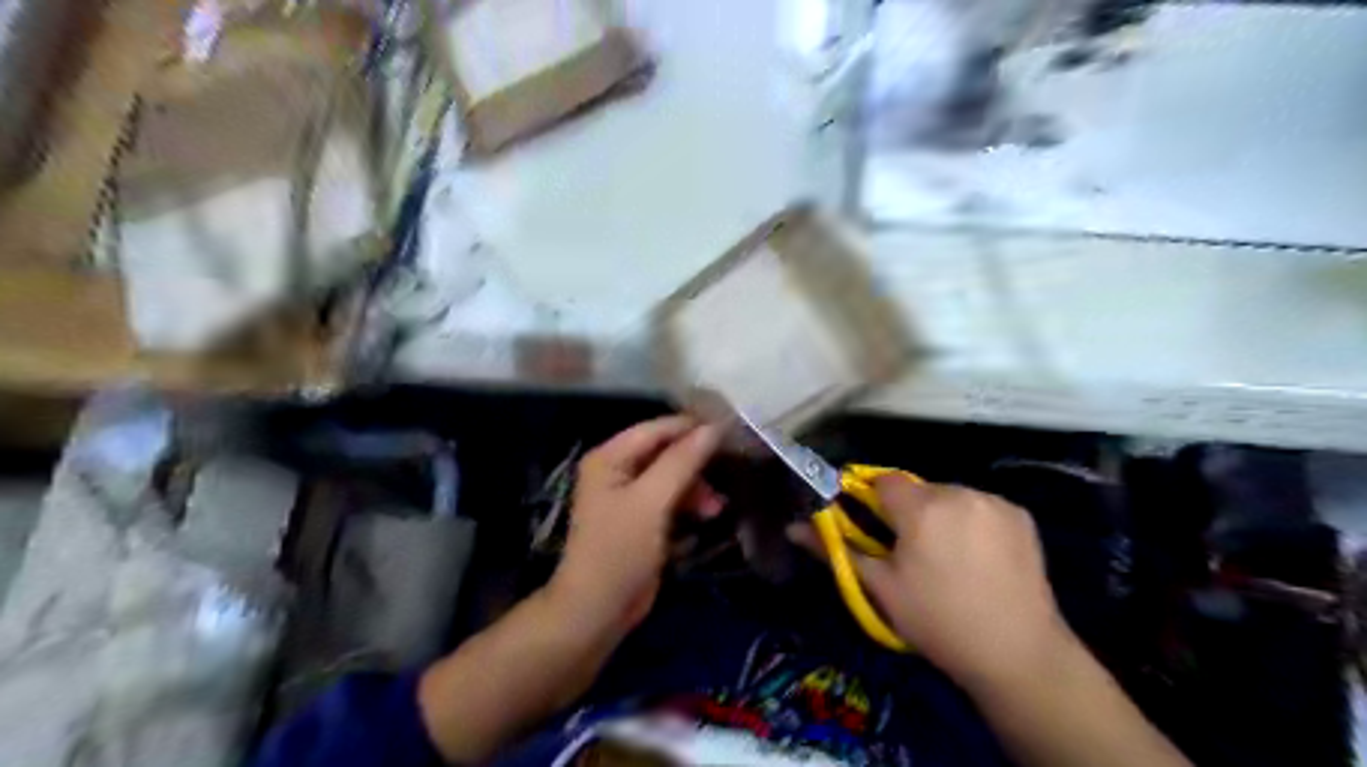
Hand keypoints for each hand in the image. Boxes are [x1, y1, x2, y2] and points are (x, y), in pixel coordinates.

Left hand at [549, 415, 725, 632]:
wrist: (597, 611)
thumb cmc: (619, 550)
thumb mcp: (652, 502)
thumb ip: (682, 461)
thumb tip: (713, 428)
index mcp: (610, 457)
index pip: (656, 429)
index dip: (692, 428)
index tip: (731, 431)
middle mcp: (617, 469)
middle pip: (665, 451)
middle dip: (697, 461)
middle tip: (730, 469)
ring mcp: (629, 496)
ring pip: (672, 476)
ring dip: (697, 487)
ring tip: (718, 507)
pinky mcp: (641, 519)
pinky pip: (671, 499)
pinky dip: (689, 504)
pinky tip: (708, 515)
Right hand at [797, 478, 1074, 687]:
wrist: (1018, 655)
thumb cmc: (937, 621)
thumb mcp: (880, 588)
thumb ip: (836, 549)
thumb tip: (792, 527)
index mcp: (921, 507)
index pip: (882, 482)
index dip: (873, 502)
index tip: (875, 530)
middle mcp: (958, 492)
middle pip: (917, 489)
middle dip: (908, 512)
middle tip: (912, 554)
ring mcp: (994, 502)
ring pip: (949, 496)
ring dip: (941, 515)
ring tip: (948, 559)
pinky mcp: (1020, 515)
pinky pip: (980, 506)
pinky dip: (972, 521)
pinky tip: (978, 557)